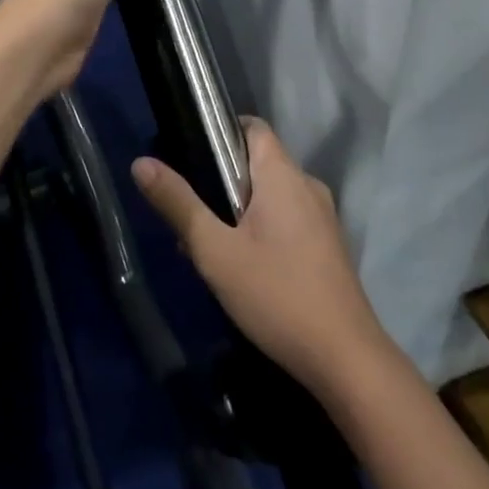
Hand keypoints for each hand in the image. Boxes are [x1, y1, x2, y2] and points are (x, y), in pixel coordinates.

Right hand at [132, 119, 391, 399]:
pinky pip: (286, 219)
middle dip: (220, 181)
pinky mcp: (327, 247)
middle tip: (188, 213)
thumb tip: (140, 163)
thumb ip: (178, 203)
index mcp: (284, 174)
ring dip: (238, 210)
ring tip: (208, 246)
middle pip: (257, 163)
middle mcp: (307, 186)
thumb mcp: (215, 251)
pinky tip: (241, 267)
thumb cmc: (277, 295)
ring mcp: (323, 218)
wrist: (347, 362)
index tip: (188, 155)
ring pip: (270, 195)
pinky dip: (261, 229)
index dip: (219, 132)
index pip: (252, 127)